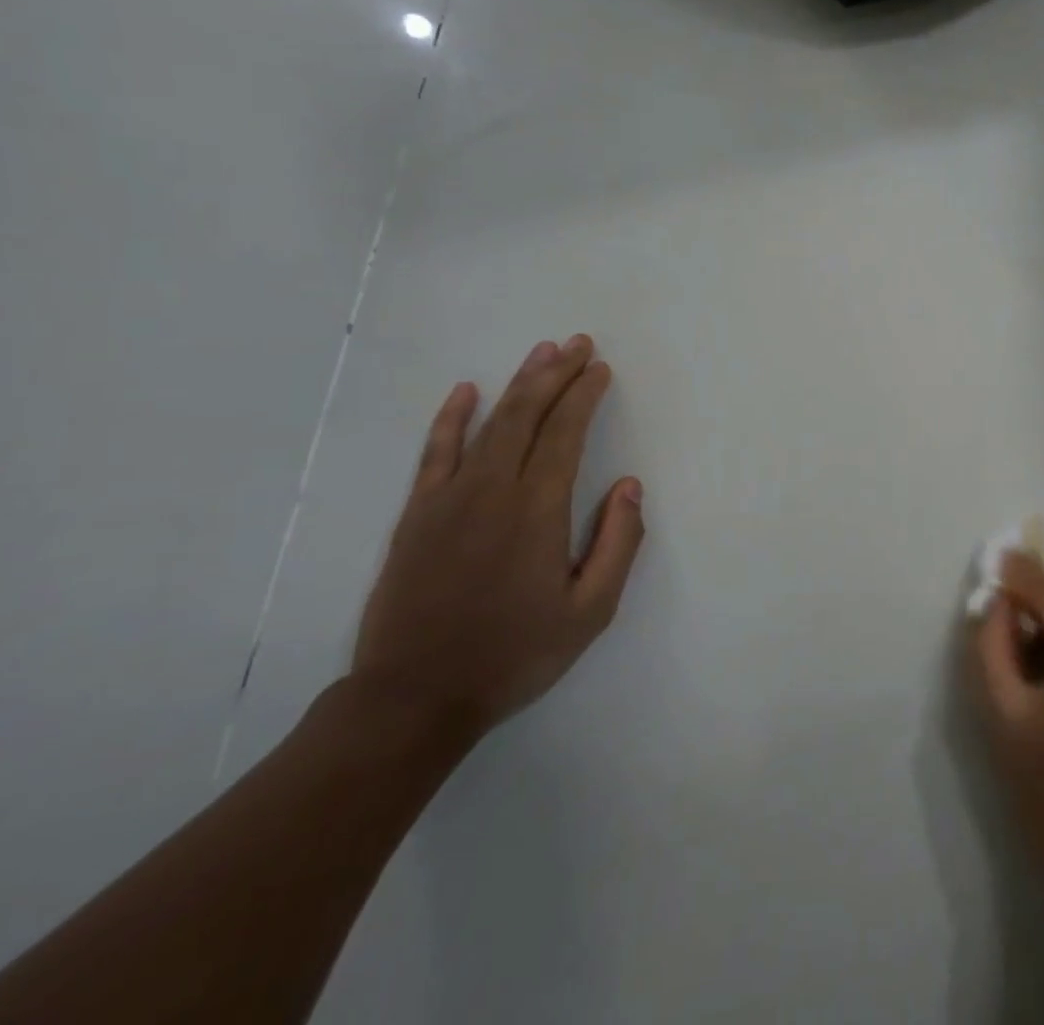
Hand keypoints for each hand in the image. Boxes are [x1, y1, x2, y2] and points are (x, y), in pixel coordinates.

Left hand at [351, 335, 645, 738]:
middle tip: (577, 343)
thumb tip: (630, 486)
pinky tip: (465, 391)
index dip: (584, 396)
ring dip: (516, 385)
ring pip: (487, 424)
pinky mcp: (417, 516)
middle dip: (555, 374)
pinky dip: (451, 418)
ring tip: (540, 353)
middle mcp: (492, 492)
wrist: (413, 700)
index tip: (600, 369)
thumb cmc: (514, 655)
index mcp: (537, 511)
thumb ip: (618, 544)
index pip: (565, 435)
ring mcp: (447, 500)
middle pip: (526, 416)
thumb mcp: (590, 612)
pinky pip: (435, 453)